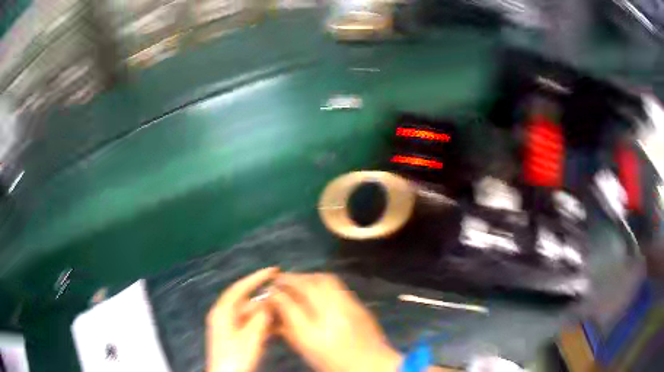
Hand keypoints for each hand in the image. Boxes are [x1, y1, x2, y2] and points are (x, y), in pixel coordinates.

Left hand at [206, 267, 277, 371]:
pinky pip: (248, 323)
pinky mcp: (232, 335)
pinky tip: (274, 325)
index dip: (256, 277)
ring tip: (283, 310)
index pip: (240, 288)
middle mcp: (222, 314)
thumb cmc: (236, 356)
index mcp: (222, 311)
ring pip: (248, 313)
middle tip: (283, 294)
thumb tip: (269, 302)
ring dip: (265, 312)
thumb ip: (260, 317)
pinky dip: (261, 323)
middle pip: (245, 301)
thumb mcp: (251, 336)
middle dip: (264, 298)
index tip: (274, 270)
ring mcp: (227, 325)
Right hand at [268, 273, 401, 371]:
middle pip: (308, 286)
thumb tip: (274, 310)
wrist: (372, 364)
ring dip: (308, 276)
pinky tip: (317, 286)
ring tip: (298, 280)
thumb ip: (288, 330)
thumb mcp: (306, 350)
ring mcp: (349, 307)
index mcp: (314, 334)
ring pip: (325, 279)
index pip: (289, 305)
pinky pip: (338, 285)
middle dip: (291, 279)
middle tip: (281, 279)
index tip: (269, 290)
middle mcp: (332, 316)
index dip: (276, 294)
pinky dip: (322, 281)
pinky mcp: (359, 304)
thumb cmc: (334, 362)